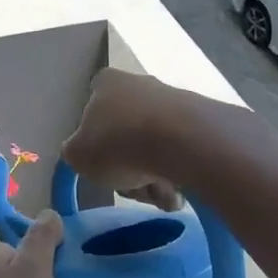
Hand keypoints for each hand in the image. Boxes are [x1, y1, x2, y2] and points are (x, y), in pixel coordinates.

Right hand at [60, 69, 183, 210]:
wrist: (182, 142)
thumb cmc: (118, 144)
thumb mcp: (77, 155)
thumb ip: (75, 152)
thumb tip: (83, 152)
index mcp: (105, 83)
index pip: (92, 110)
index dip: (95, 143)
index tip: (103, 165)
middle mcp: (139, 83)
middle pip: (125, 135)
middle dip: (129, 169)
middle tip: (132, 188)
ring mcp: (172, 99)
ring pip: (154, 148)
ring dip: (153, 177)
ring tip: (159, 195)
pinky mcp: (201, 118)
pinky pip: (181, 152)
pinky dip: (178, 173)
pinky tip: (180, 190)